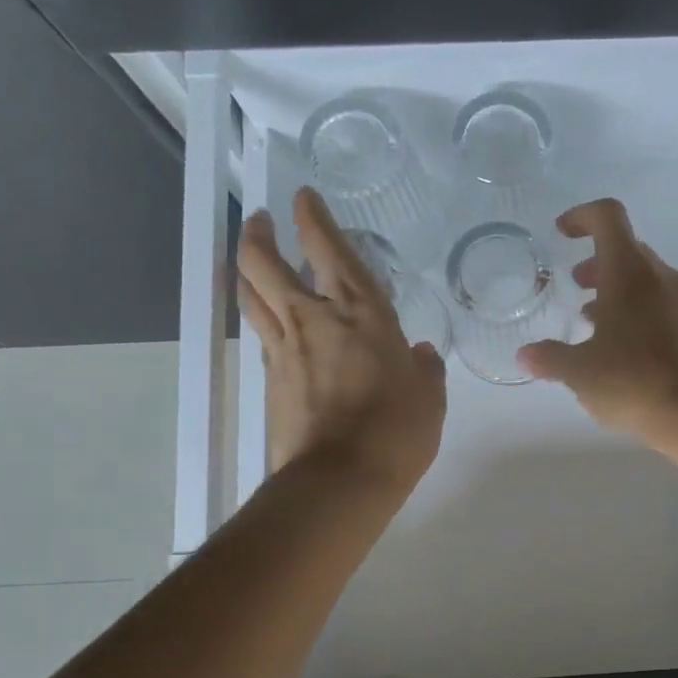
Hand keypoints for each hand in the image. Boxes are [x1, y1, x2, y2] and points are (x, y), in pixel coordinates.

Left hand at [236, 188, 446, 488]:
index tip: (303, 197)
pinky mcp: (270, 380)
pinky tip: (274, 322)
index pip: (329, 250)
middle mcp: (314, 320)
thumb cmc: (397, 431)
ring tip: (254, 261)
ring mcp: (284, 350)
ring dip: (247, 268)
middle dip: (259, 233)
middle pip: (264, 262)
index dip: (313, 218)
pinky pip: (261, 333)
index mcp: (361, 313)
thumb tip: (422, 353)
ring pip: (250, 294)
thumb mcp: (429, 397)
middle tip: (264, 221)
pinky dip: (262, 315)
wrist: (340, 480)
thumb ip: (426, 368)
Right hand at [519, 198, 677, 436]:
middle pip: (625, 247)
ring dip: (613, 287)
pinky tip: (614, 344)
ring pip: (641, 277)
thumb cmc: (631, 381)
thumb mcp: (579, 371)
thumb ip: (549, 358)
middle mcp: (658, 277)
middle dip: (595, 260)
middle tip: (573, 283)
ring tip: (588, 318)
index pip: (608, 217)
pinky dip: (631, 308)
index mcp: (629, 272)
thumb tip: (525, 355)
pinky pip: (655, 301)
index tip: (561, 233)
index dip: (581, 216)